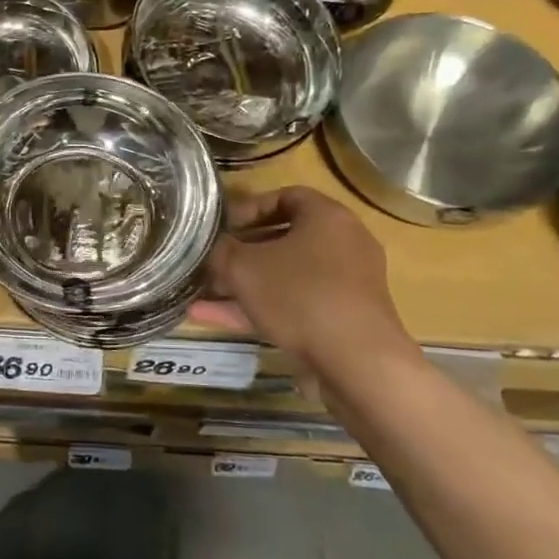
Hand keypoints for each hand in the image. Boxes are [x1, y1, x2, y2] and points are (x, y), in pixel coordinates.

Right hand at [192, 186, 416, 381]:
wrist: (357, 362)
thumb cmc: (299, 295)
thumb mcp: (243, 267)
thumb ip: (221, 251)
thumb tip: (212, 247)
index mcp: (327, 217)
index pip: (285, 196)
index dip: (248, 207)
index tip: (222, 226)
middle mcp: (343, 244)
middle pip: (285, 238)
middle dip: (242, 251)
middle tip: (211, 260)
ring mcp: (345, 284)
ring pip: (285, 275)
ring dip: (245, 284)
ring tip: (202, 293)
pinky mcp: (342, 319)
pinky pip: (294, 304)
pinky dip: (259, 308)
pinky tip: (212, 318)